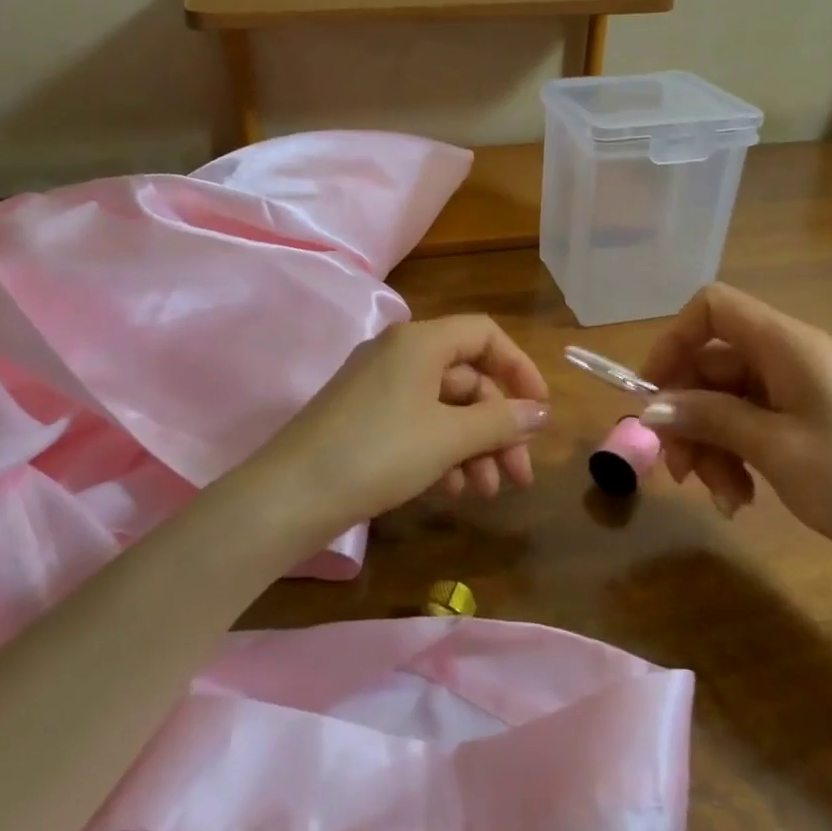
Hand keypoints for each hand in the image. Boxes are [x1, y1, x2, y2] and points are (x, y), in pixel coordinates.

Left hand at [238, 315, 549, 554]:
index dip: (519, 369)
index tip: (539, 411)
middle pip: (468, 379)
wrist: (290, 495)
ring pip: (444, 408)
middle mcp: (400, 354)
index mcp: (420, 342)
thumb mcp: (448, 437)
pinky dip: (441, 452)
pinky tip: (450, 489)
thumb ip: (501, 421)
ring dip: (473, 447)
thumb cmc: (378, 453)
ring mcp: (378, 387)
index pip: (485, 335)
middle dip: (498, 427)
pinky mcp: (364, 419)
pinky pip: (417, 424)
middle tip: (519, 476)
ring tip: (486, 491)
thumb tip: (542, 412)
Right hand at [640, 284, 831, 579]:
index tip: (652, 393)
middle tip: (678, 469)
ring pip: (727, 401)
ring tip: (721, 497)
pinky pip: (752, 426)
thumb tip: (651, 408)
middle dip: (688, 414)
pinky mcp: (809, 425)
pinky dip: (737, 457)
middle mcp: (790, 358)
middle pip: (712, 364)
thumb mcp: (774, 448)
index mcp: (786, 344)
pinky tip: (741, 500)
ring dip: (711, 446)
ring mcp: (801, 392)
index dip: (674, 340)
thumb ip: (709, 418)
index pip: (711, 307)